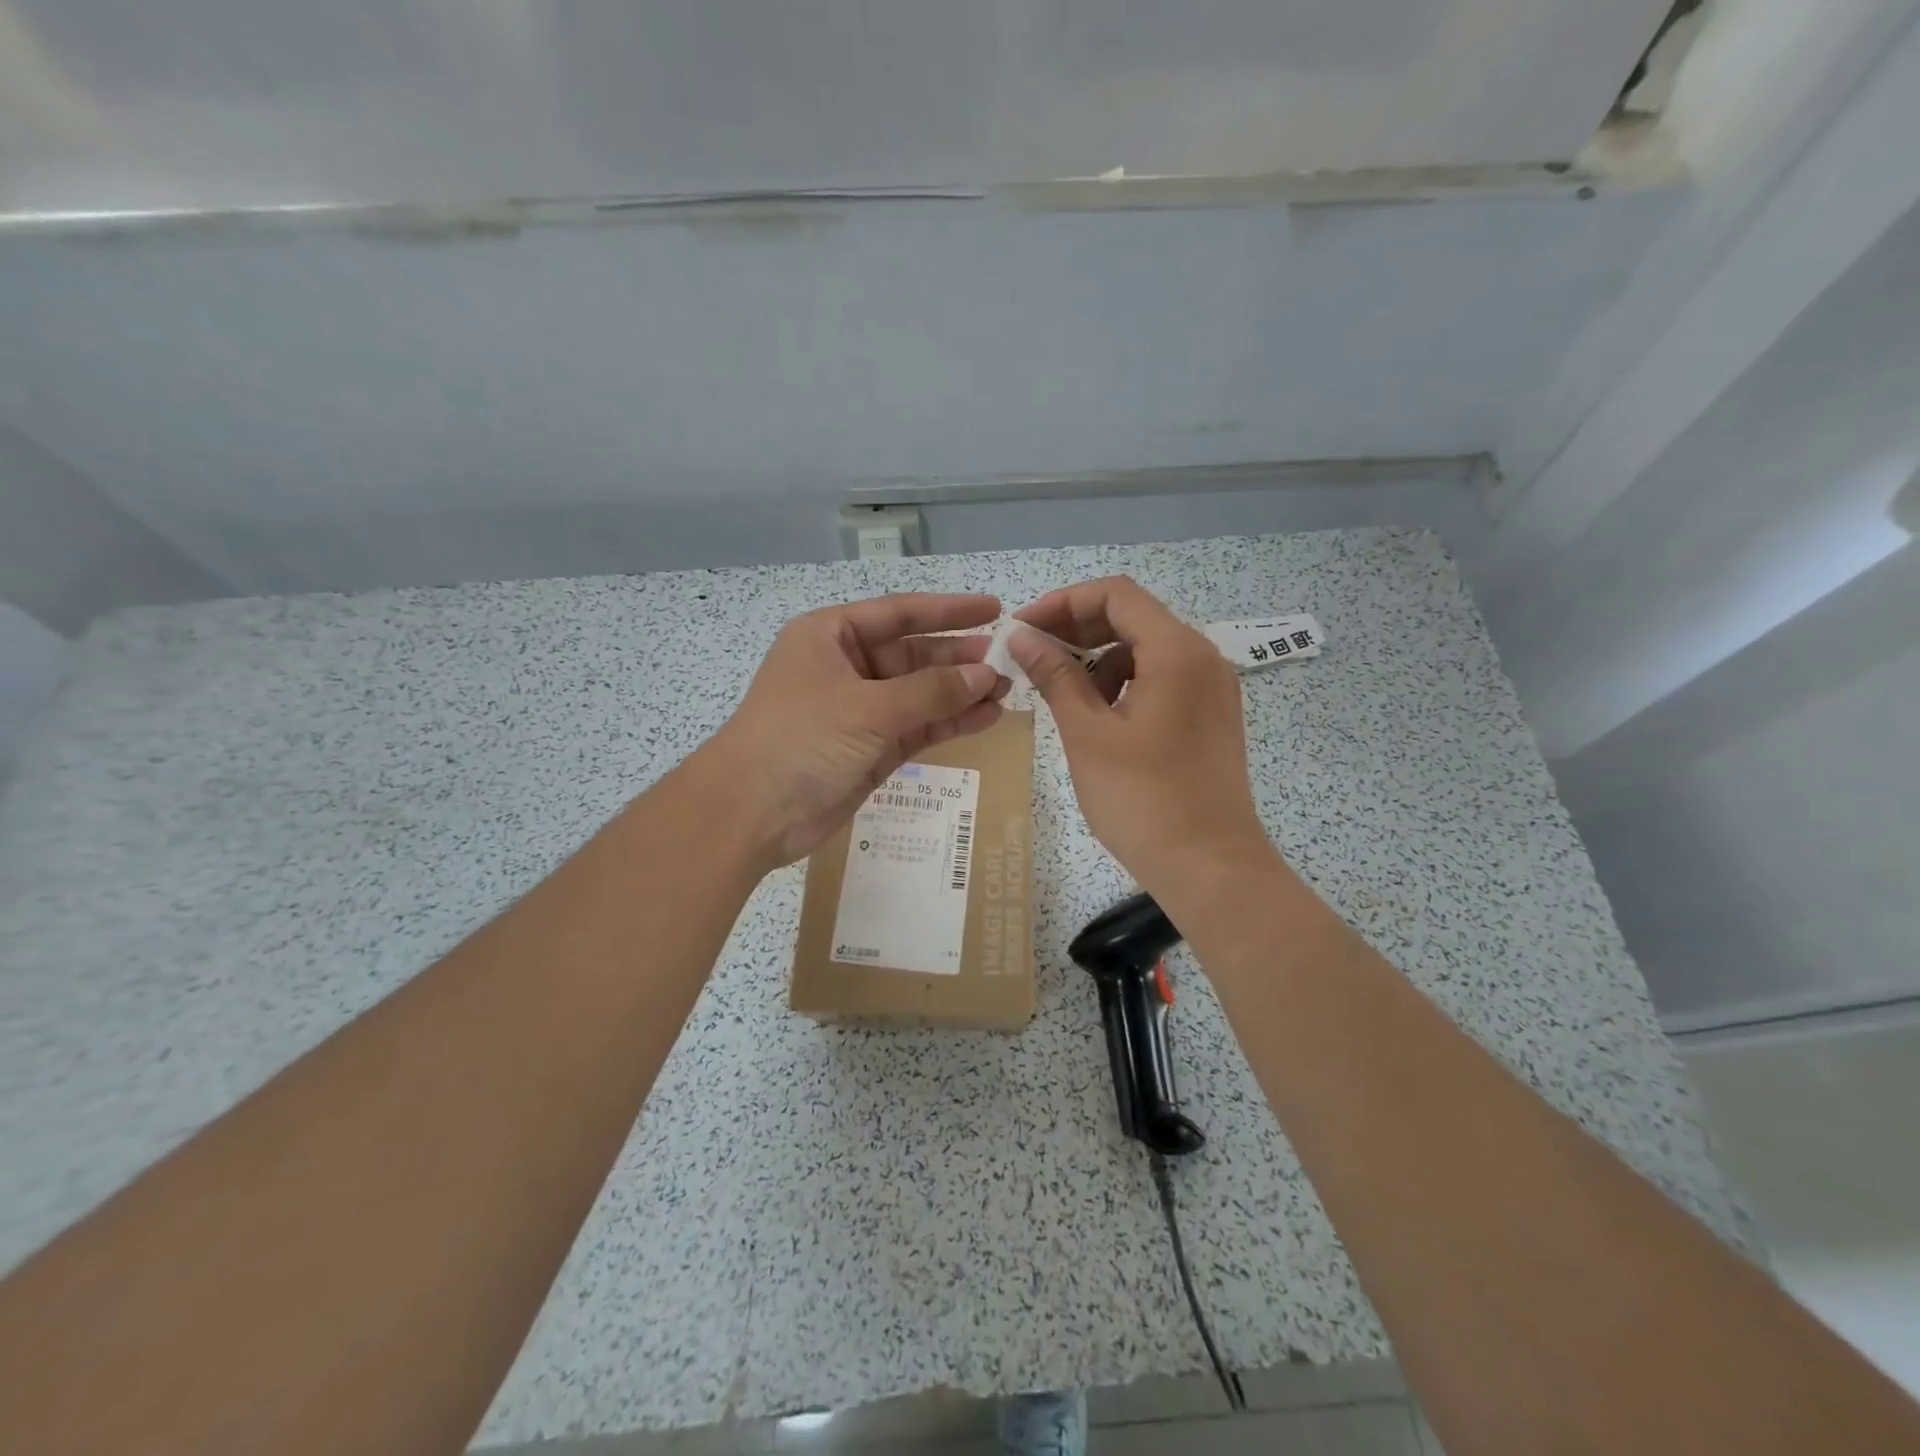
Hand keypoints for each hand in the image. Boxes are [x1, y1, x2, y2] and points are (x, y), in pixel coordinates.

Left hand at [701, 592, 1006, 868]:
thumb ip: (930, 691)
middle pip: (913, 654)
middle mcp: (846, 667)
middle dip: (958, 657)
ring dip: (960, 692)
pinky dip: (949, 722)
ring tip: (1006, 691)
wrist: (751, 813)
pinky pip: (918, 727)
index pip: (899, 613)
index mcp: (831, 636)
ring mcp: (860, 710)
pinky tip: (986, 717)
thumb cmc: (801, 740)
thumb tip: (985, 675)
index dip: (948, 610)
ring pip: (920, 693)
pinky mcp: (871, 748)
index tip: (994, 608)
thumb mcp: (868, 708)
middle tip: (1008, 661)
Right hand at [1011, 576, 1274, 894]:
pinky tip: (1099, 717)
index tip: (1023, 630)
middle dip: (1077, 630)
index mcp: (1176, 651)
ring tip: (1062, 696)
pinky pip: (1162, 678)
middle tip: (1032, 657)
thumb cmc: (1142, 799)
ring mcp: (1212, 687)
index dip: (1063, 603)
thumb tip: (1022, 637)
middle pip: (1133, 617)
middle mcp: (1203, 657)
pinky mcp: (1211, 715)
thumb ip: (1055, 676)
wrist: (1210, 867)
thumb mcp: (1087, 734)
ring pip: (1146, 649)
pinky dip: (1125, 683)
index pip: (1115, 595)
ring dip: (1099, 660)